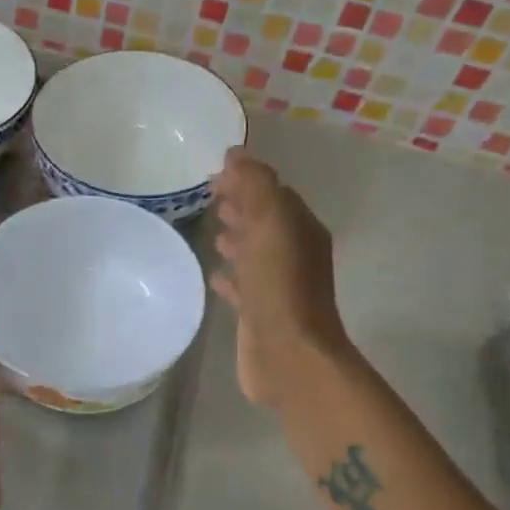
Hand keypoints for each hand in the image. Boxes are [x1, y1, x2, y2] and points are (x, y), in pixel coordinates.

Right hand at [209, 148, 351, 405]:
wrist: (289, 356)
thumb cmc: (280, 286)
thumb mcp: (270, 224)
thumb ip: (255, 185)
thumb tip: (237, 153)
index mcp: (300, 229)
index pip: (273, 193)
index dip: (246, 180)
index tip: (215, 172)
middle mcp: (293, 254)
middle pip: (264, 220)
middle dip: (240, 205)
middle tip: (209, 194)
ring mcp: (277, 286)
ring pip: (254, 252)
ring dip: (236, 238)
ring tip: (212, 229)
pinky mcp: (259, 313)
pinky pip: (242, 286)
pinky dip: (230, 276)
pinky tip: (214, 274)